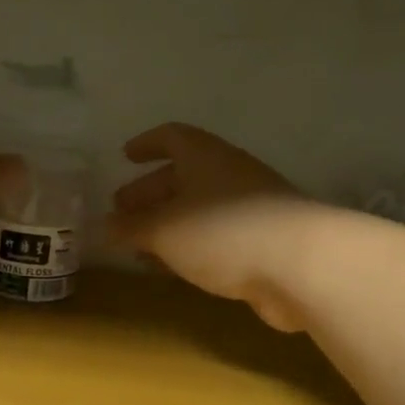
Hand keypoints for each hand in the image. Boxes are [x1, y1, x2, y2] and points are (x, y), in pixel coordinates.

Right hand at [107, 123, 320, 330]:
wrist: (302, 265)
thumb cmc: (223, 232)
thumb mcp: (164, 230)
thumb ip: (131, 228)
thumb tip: (103, 227)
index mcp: (204, 156)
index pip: (172, 137)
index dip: (147, 144)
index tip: (125, 156)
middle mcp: (228, 174)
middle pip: (183, 176)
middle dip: (150, 192)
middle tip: (121, 211)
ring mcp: (250, 208)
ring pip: (199, 210)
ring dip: (168, 224)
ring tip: (140, 246)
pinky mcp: (263, 242)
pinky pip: (216, 237)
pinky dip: (190, 247)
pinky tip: (175, 267)